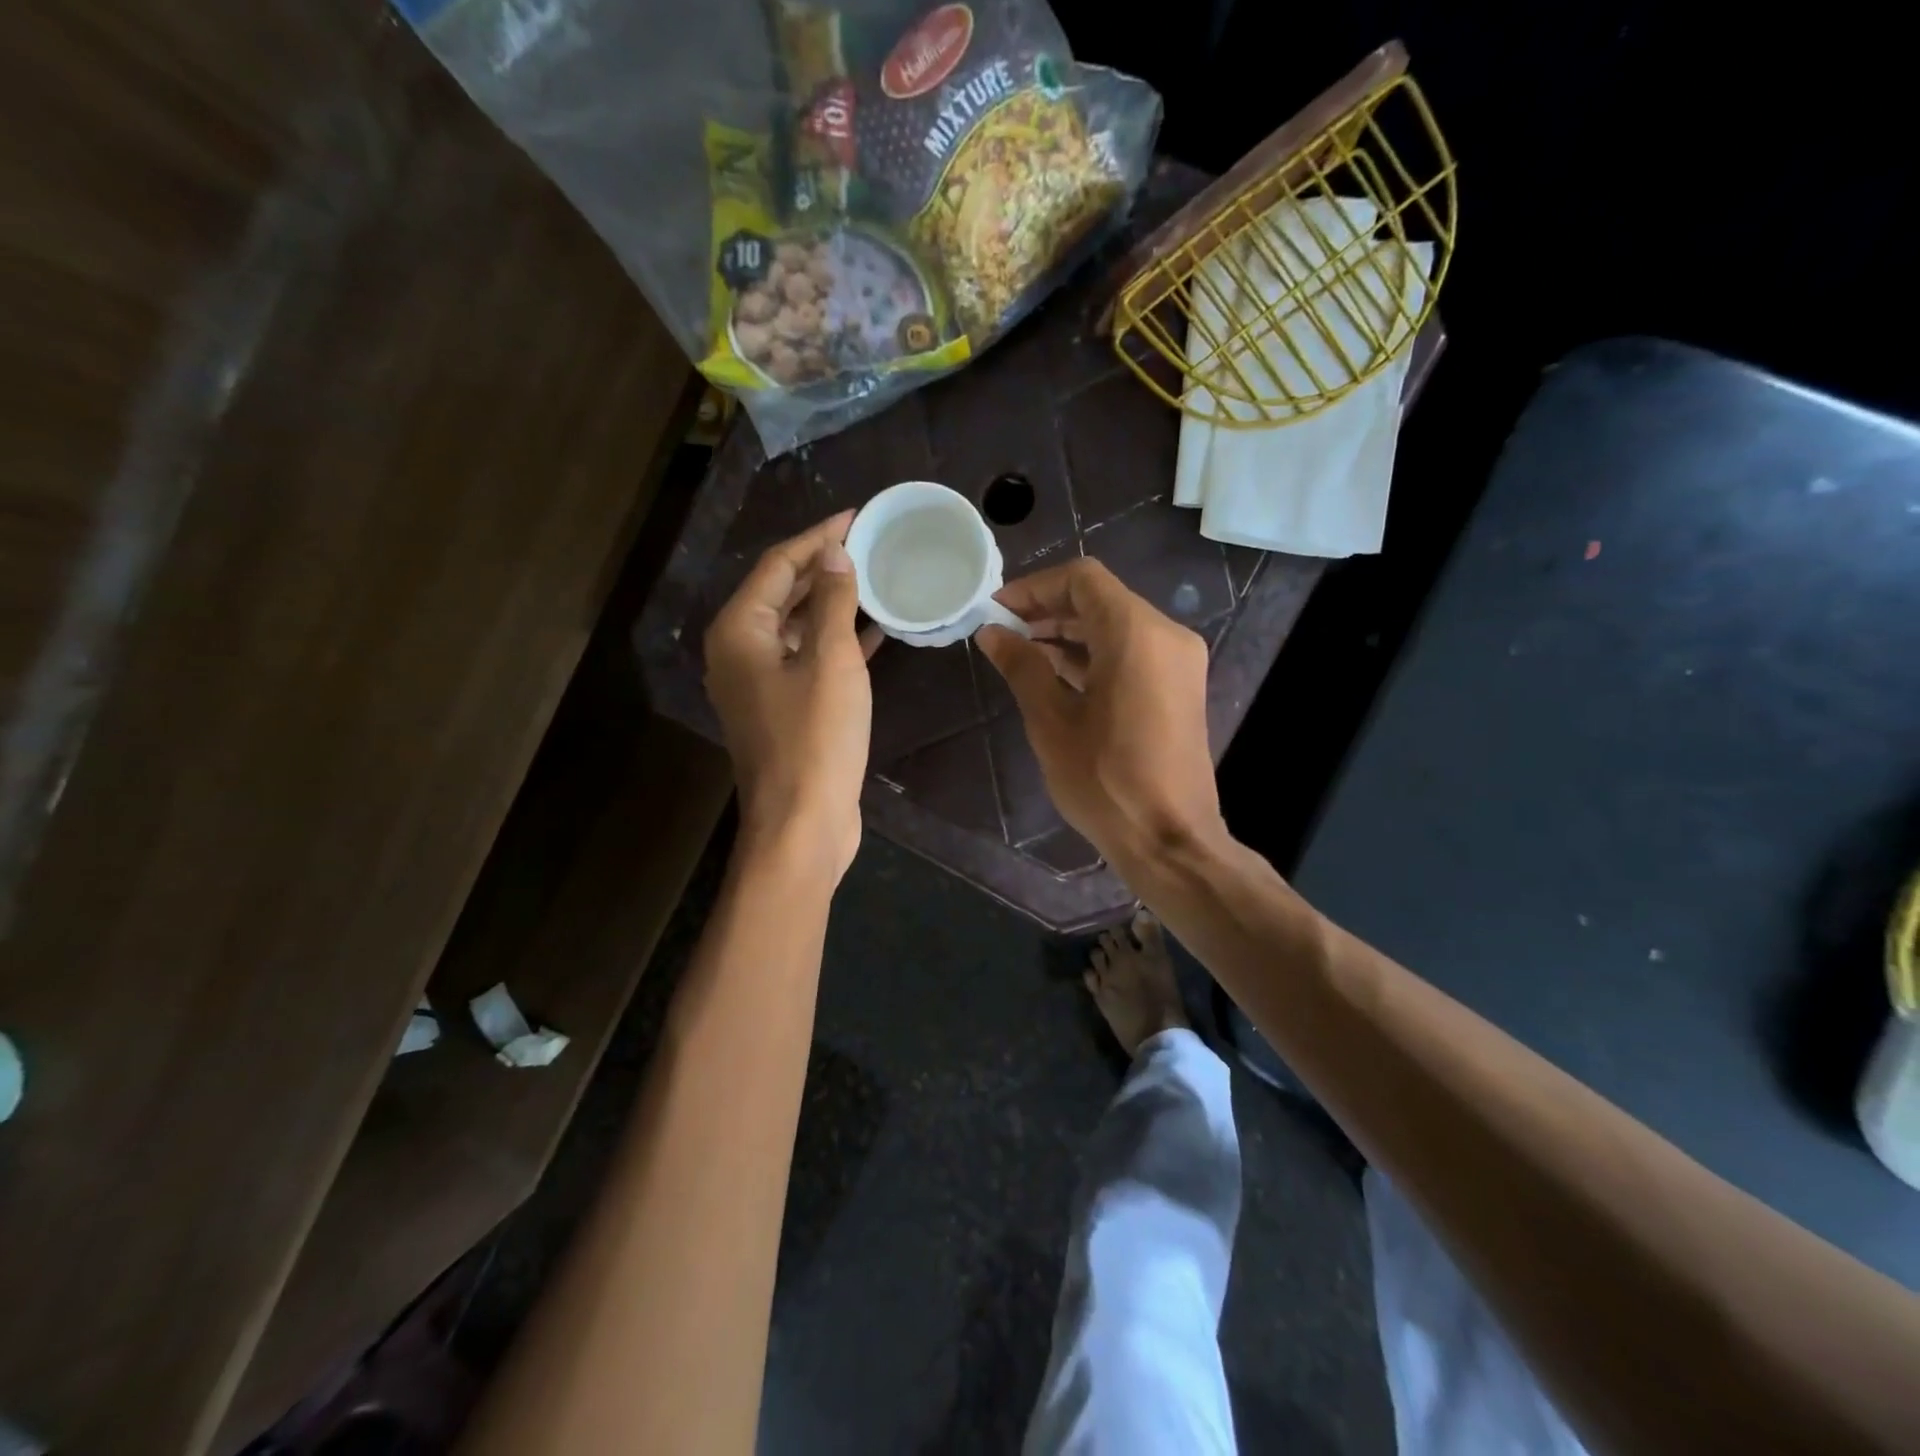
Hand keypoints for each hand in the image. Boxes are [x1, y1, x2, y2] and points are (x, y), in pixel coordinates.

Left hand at [704, 512, 878, 878]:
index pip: (777, 566)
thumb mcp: (831, 661)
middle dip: (823, 567)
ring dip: (831, 605)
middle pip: (781, 593)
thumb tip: (834, 556)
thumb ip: (831, 602)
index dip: (817, 537)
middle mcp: (738, 652)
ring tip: (874, 581)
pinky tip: (872, 632)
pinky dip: (835, 643)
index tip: (855, 516)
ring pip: (796, 627)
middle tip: (868, 545)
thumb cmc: (816, 739)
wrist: (802, 823)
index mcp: (739, 632)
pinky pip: (807, 660)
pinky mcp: (781, 710)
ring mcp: (758, 685)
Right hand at [975, 558, 1224, 871]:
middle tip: (1003, 633)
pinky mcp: (1179, 686)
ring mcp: (1178, 661)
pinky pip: (1132, 652)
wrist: (1169, 839)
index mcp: (1136, 634)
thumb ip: (1022, 666)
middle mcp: (1166, 635)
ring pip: (1117, 625)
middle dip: (1049, 610)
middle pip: (1101, 599)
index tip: (998, 611)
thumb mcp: (1051, 721)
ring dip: (1070, 633)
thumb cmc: (1104, 781)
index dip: (1034, 587)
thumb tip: (992, 633)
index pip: (1081, 579)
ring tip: (1021, 654)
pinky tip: (1056, 675)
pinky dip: (1095, 654)